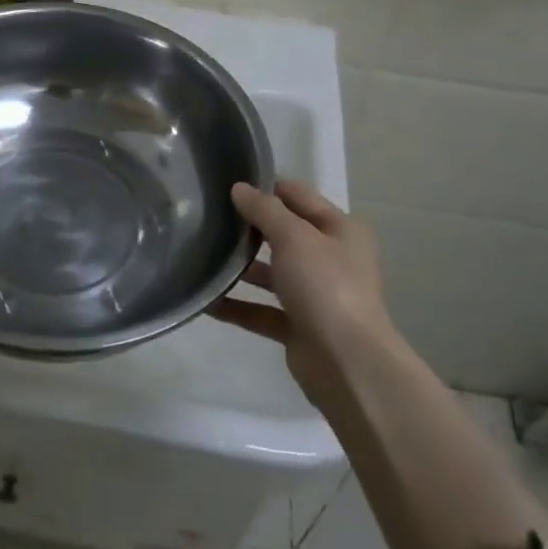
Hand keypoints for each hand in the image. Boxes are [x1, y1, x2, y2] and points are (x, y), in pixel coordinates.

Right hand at [208, 180, 397, 412]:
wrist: (347, 363)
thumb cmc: (325, 285)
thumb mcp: (294, 236)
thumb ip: (264, 210)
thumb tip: (239, 188)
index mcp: (341, 230)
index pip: (299, 197)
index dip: (266, 188)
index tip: (227, 185)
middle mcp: (331, 259)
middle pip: (284, 234)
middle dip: (249, 228)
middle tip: (208, 217)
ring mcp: (315, 295)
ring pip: (272, 273)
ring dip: (241, 267)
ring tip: (201, 255)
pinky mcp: (299, 327)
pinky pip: (262, 310)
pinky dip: (237, 306)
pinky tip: (206, 300)